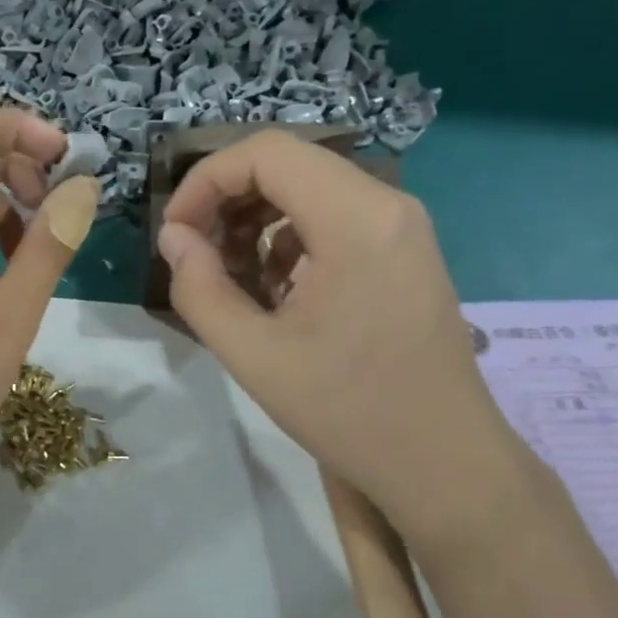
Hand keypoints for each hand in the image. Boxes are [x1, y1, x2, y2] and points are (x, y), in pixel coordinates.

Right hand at [158, 131, 526, 544]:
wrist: (444, 464)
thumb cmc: (349, 412)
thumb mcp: (254, 355)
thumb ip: (199, 289)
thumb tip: (173, 238)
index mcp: (357, 218)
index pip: (266, 153)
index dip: (205, 180)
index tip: (175, 234)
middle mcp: (389, 205)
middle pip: (290, 166)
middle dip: (228, 200)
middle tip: (194, 255)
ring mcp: (404, 228)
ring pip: (311, 191)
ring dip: (258, 222)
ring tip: (230, 278)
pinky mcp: (406, 253)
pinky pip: (336, 221)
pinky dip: (291, 241)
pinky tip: (275, 292)